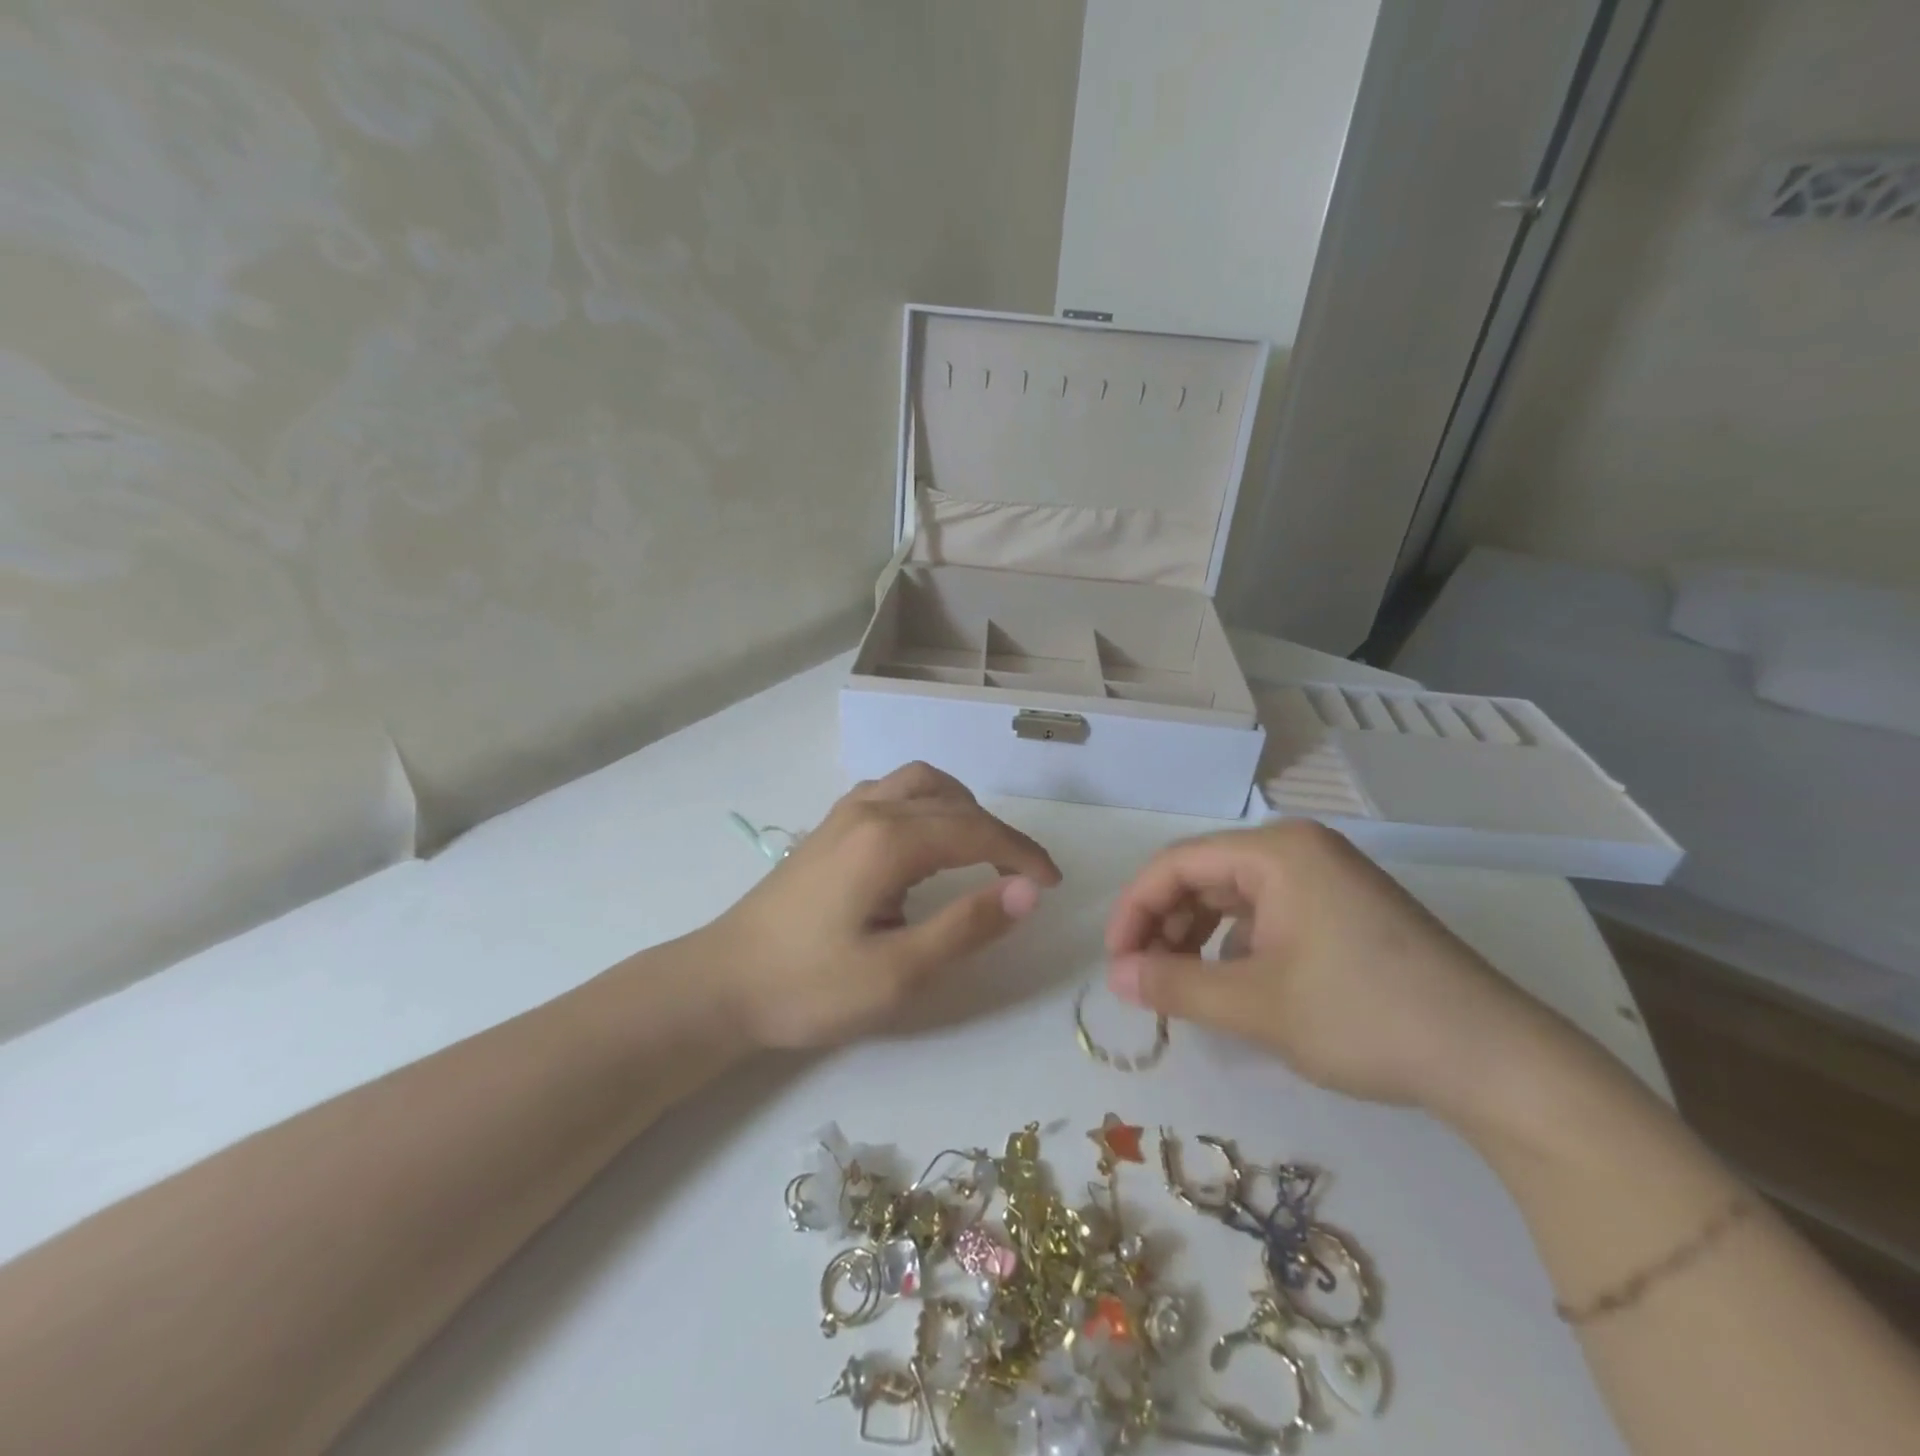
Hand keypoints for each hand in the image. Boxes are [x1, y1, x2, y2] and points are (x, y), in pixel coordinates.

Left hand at [708, 762, 1060, 1049]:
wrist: (723, 984)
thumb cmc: (810, 987)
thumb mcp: (898, 974)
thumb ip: (966, 926)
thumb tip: (1028, 892)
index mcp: (888, 840)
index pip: (976, 830)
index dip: (1022, 854)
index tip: (1052, 884)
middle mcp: (869, 809)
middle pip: (953, 801)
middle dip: (998, 834)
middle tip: (1022, 878)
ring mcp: (845, 813)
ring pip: (921, 784)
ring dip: (961, 810)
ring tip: (981, 852)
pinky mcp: (830, 827)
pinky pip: (893, 792)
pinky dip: (927, 805)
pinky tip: (925, 842)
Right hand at [1105, 821, 1578, 1123]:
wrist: (1495, 1062)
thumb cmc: (1364, 1017)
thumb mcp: (1255, 1005)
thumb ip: (1175, 985)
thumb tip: (1115, 976)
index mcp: (1277, 851)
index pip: (1176, 863)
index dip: (1134, 909)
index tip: (1115, 961)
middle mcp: (1299, 850)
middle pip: (1204, 875)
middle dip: (1165, 925)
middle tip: (1143, 979)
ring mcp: (1327, 877)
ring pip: (1234, 896)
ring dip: (1197, 936)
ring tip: (1181, 985)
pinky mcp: (1346, 910)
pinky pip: (1269, 914)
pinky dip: (1237, 945)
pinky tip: (1234, 985)